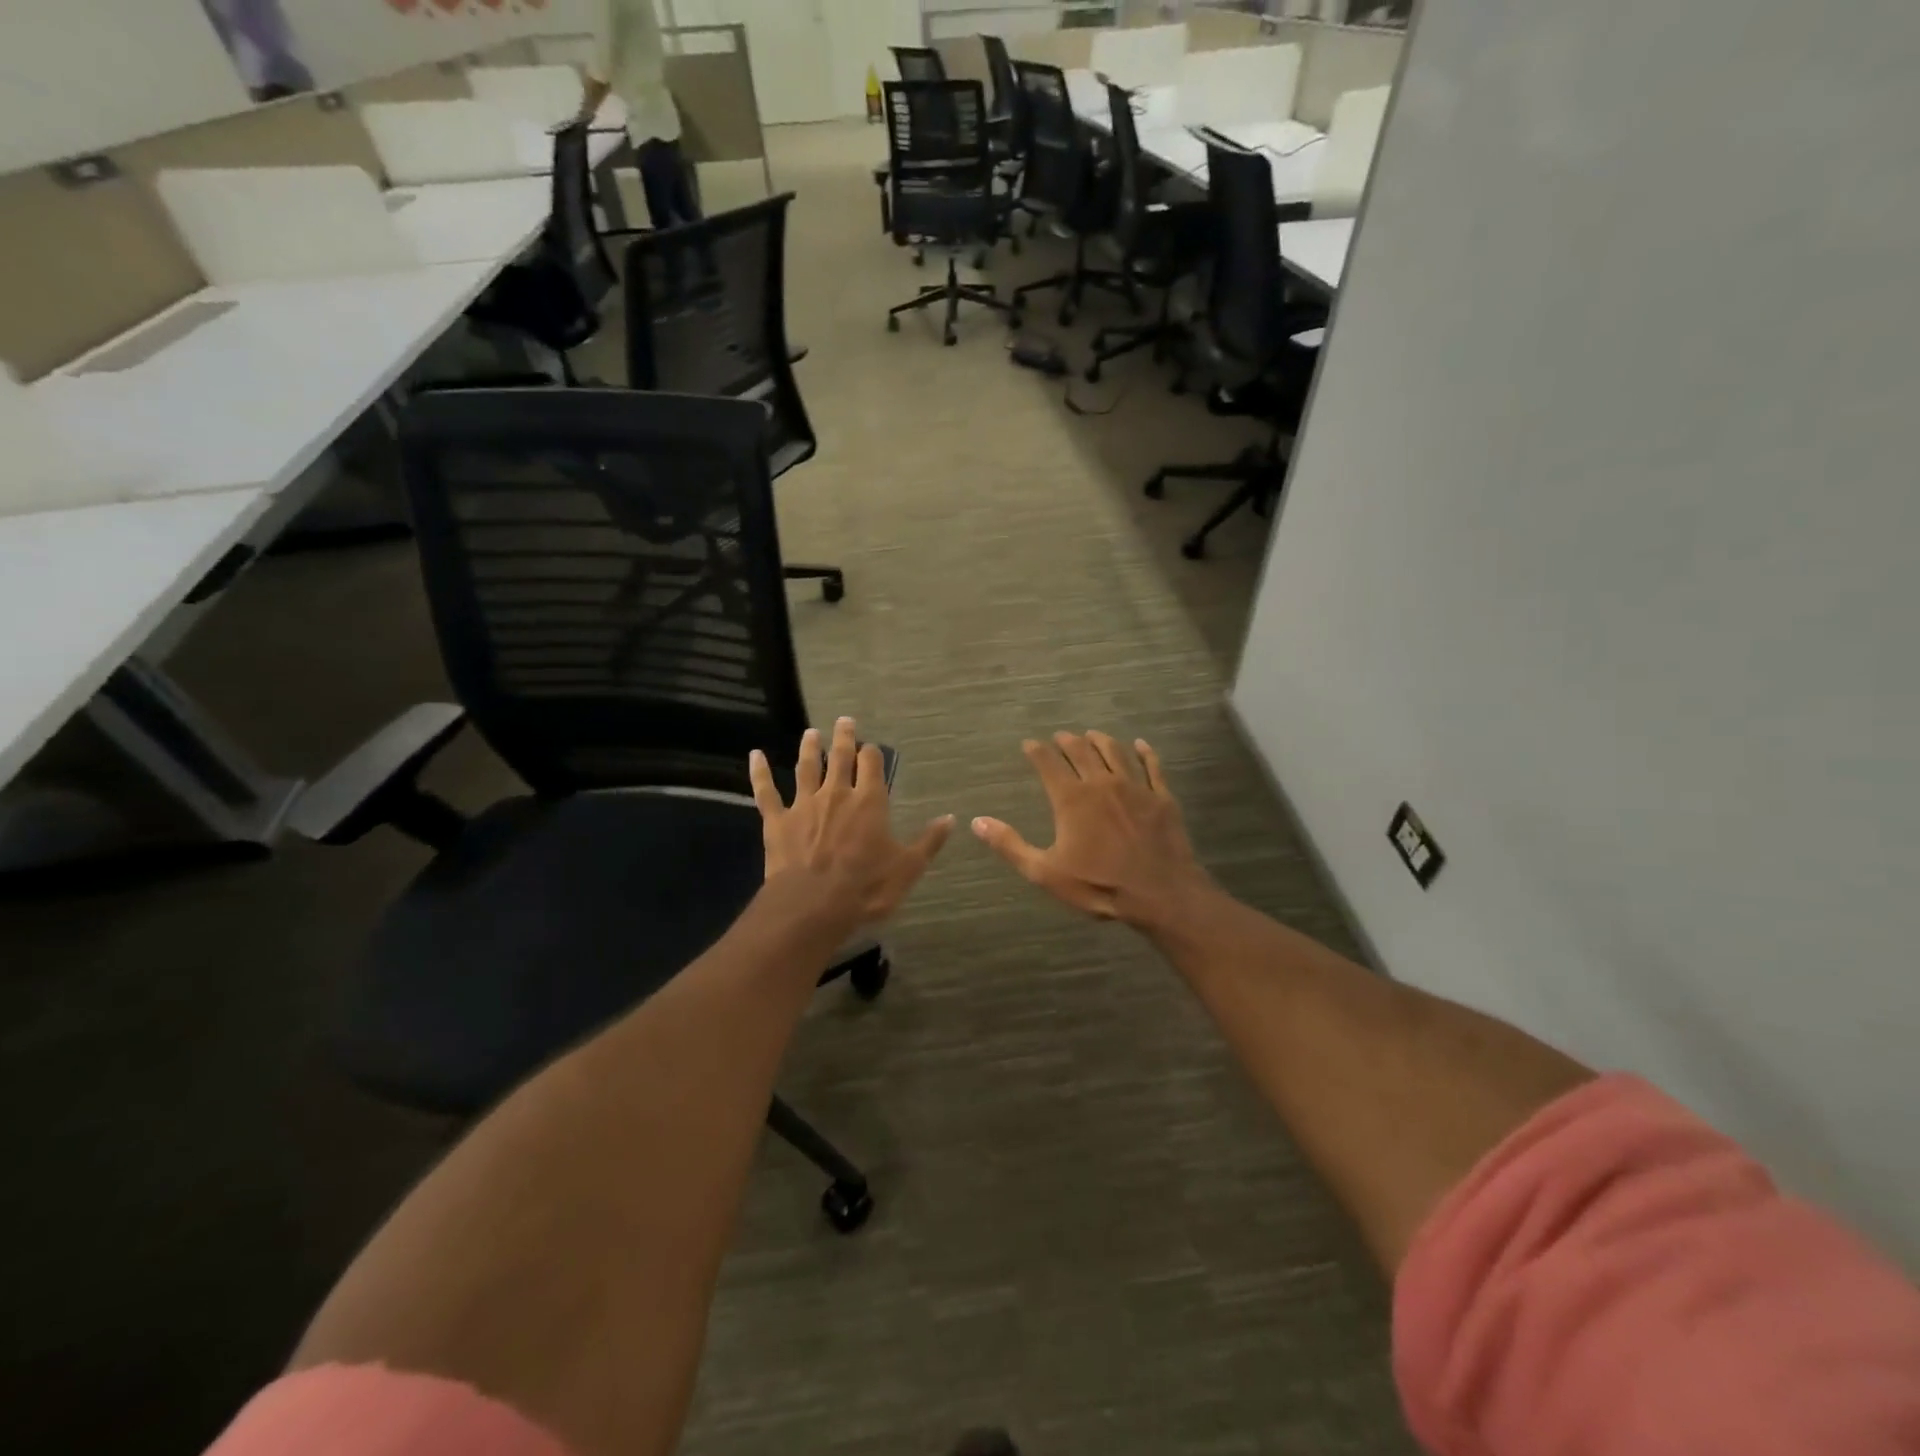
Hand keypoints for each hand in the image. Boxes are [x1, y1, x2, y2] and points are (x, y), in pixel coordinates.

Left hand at [749, 717, 952, 923]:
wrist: (813, 906)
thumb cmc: (866, 888)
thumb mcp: (907, 868)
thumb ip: (928, 841)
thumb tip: (951, 818)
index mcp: (870, 802)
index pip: (872, 765)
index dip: (873, 754)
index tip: (872, 747)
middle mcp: (837, 794)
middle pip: (840, 757)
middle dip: (844, 738)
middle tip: (844, 721)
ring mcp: (804, 805)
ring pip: (806, 768)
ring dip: (809, 748)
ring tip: (811, 732)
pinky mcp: (777, 821)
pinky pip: (766, 792)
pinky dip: (759, 772)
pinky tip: (755, 755)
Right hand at [973, 732, 1215, 932]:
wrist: (1160, 894)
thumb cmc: (1098, 885)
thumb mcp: (1045, 872)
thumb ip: (1010, 845)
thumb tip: (977, 822)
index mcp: (1071, 799)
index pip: (1048, 763)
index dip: (1037, 751)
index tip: (1029, 744)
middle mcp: (1101, 783)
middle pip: (1082, 751)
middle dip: (1068, 741)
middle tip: (1061, 736)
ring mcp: (1135, 787)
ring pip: (1115, 752)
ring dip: (1101, 740)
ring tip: (1093, 734)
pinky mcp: (1162, 797)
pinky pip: (1153, 766)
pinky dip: (1145, 753)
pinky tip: (1141, 745)